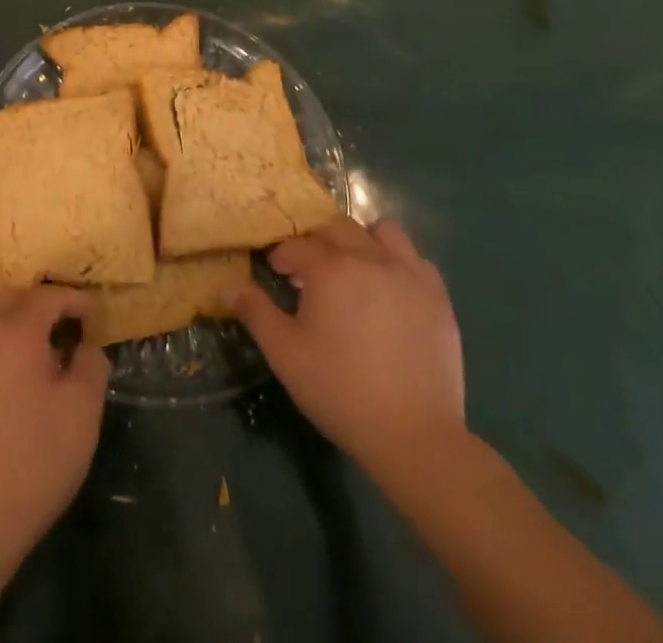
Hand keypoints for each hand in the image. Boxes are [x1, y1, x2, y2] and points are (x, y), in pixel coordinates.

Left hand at [0, 286, 109, 580]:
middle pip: (15, 300)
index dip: (75, 299)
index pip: (48, 296)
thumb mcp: (83, 411)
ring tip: (43, 354)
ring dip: (19, 325)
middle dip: (44, 305)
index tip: (94, 315)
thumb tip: (85, 347)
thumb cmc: (34, 459)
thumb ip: (91, 364)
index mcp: (16, 330)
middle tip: (69, 327)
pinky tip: (13, 380)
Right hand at [229, 217, 465, 473]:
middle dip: (317, 243)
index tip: (279, 275)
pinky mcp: (437, 296)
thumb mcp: (285, 354)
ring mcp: (408, 274)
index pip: (296, 245)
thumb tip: (225, 285)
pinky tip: (390, 290)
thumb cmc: (340, 391)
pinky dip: (398, 263)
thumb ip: (254, 312)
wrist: (414, 436)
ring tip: (355, 271)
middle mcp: (369, 258)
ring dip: (362, 241)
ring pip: (381, 231)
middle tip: (311, 274)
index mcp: (329, 268)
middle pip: (336, 227)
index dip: (282, 257)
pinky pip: (415, 259)